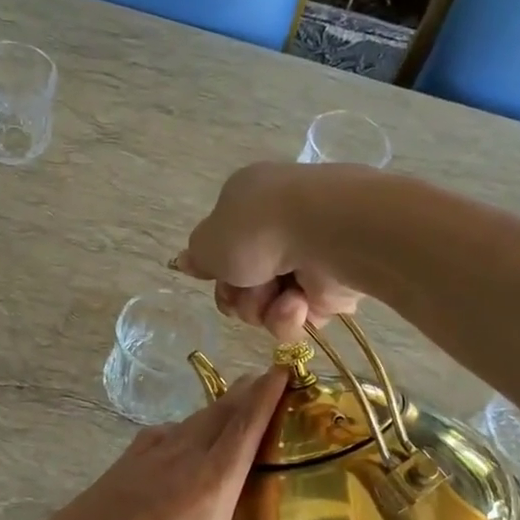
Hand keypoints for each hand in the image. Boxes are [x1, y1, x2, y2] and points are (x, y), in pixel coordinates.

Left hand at [20, 368, 296, 519]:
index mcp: (211, 486)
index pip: (247, 425)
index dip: (268, 394)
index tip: (285, 368)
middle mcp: (182, 459)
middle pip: (221, 412)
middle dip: (247, 394)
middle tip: (269, 384)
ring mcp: (146, 458)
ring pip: (190, 421)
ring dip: (215, 409)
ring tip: (233, 409)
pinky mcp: (120, 466)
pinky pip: (161, 436)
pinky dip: (181, 430)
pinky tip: (180, 445)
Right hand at [175, 162, 363, 339]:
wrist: (327, 234)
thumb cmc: (258, 229)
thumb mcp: (208, 242)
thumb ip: (197, 257)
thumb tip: (185, 261)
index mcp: (249, 203)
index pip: (224, 248)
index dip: (217, 270)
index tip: (216, 277)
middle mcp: (279, 227)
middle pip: (243, 282)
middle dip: (240, 296)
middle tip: (244, 291)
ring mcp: (308, 256)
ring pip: (268, 304)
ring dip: (264, 309)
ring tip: (279, 298)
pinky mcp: (333, 286)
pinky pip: (300, 316)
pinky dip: (293, 315)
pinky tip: (299, 303)